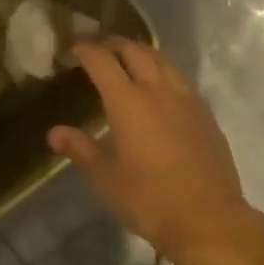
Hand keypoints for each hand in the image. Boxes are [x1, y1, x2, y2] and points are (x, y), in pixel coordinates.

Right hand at [50, 39, 254, 263]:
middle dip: (113, 44)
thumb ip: (80, 149)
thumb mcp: (106, 178)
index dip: (86, 50)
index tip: (74, 48)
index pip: (102, 60)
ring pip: (161, 59)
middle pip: (134, 50)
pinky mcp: (205, 112)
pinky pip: (179, 79)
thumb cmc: (149, 200)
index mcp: (128, 101)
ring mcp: (186, 98)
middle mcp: (157, 90)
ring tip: (128, 62)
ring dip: (141, 53)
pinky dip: (162, 72)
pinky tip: (158, 90)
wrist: (209, 220)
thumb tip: (54, 133)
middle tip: (98, 50)